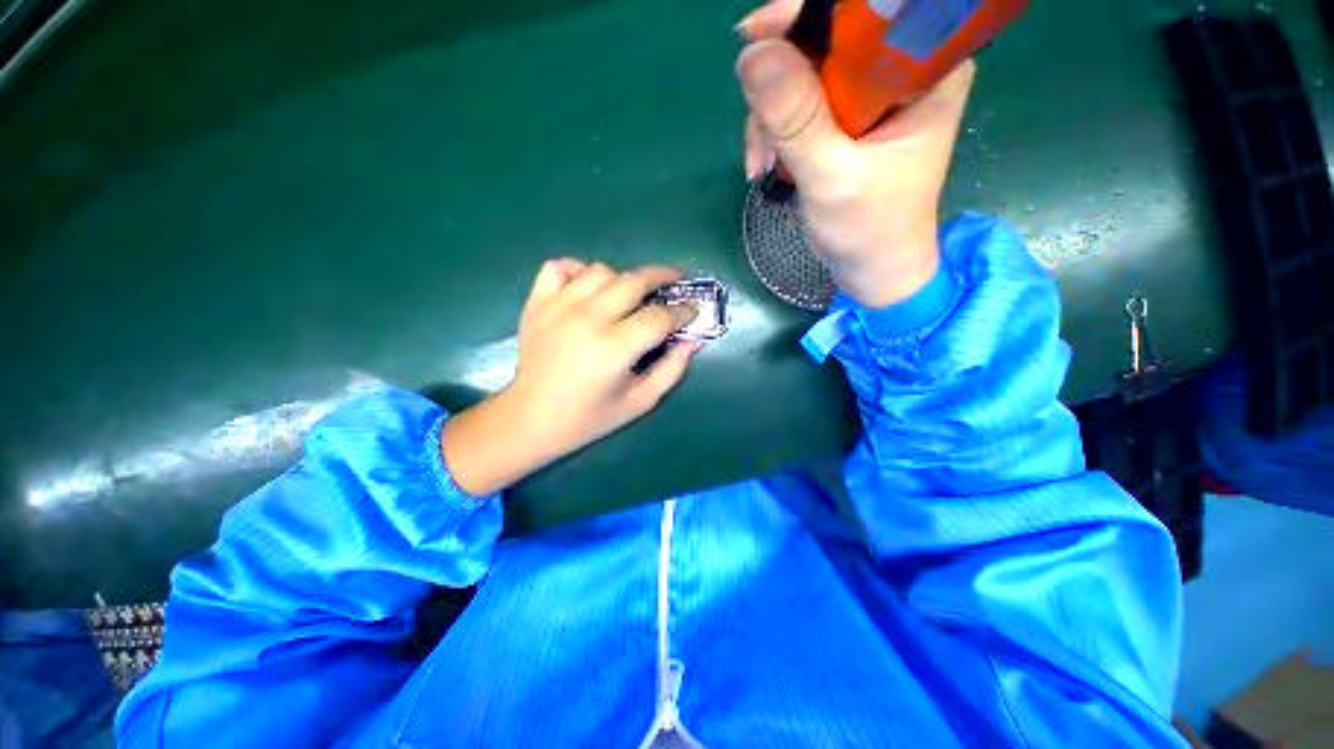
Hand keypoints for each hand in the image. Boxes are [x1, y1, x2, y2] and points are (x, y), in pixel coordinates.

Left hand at [441, 260, 699, 495]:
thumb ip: (672, 369)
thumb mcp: (640, 402)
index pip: (659, 317)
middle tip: (675, 283)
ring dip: (623, 278)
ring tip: (631, 294)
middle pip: (634, 281)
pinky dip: (578, 270)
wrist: (530, 419)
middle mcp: (587, 319)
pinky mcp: (536, 303)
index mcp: (614, 349)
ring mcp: (557, 307)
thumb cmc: (589, 418)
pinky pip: (560, 266)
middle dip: (663, 277)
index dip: (683, 311)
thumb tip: (693, 340)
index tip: (691, 311)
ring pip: (601, 270)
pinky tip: (588, 288)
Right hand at [736, 0, 975, 307]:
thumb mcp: (831, 178)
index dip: (807, 17)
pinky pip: (798, 105)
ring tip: (763, 167)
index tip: (755, 37)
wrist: (872, 270)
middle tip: (762, 140)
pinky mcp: (846, 120)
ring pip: (803, 75)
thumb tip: (751, 55)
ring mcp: (869, 96)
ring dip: (771, 120)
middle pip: (825, 42)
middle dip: (781, 87)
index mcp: (924, 70)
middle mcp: (899, 71)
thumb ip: (796, 120)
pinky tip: (767, 166)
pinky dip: (774, 134)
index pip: (864, 14)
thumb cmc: (869, 231)